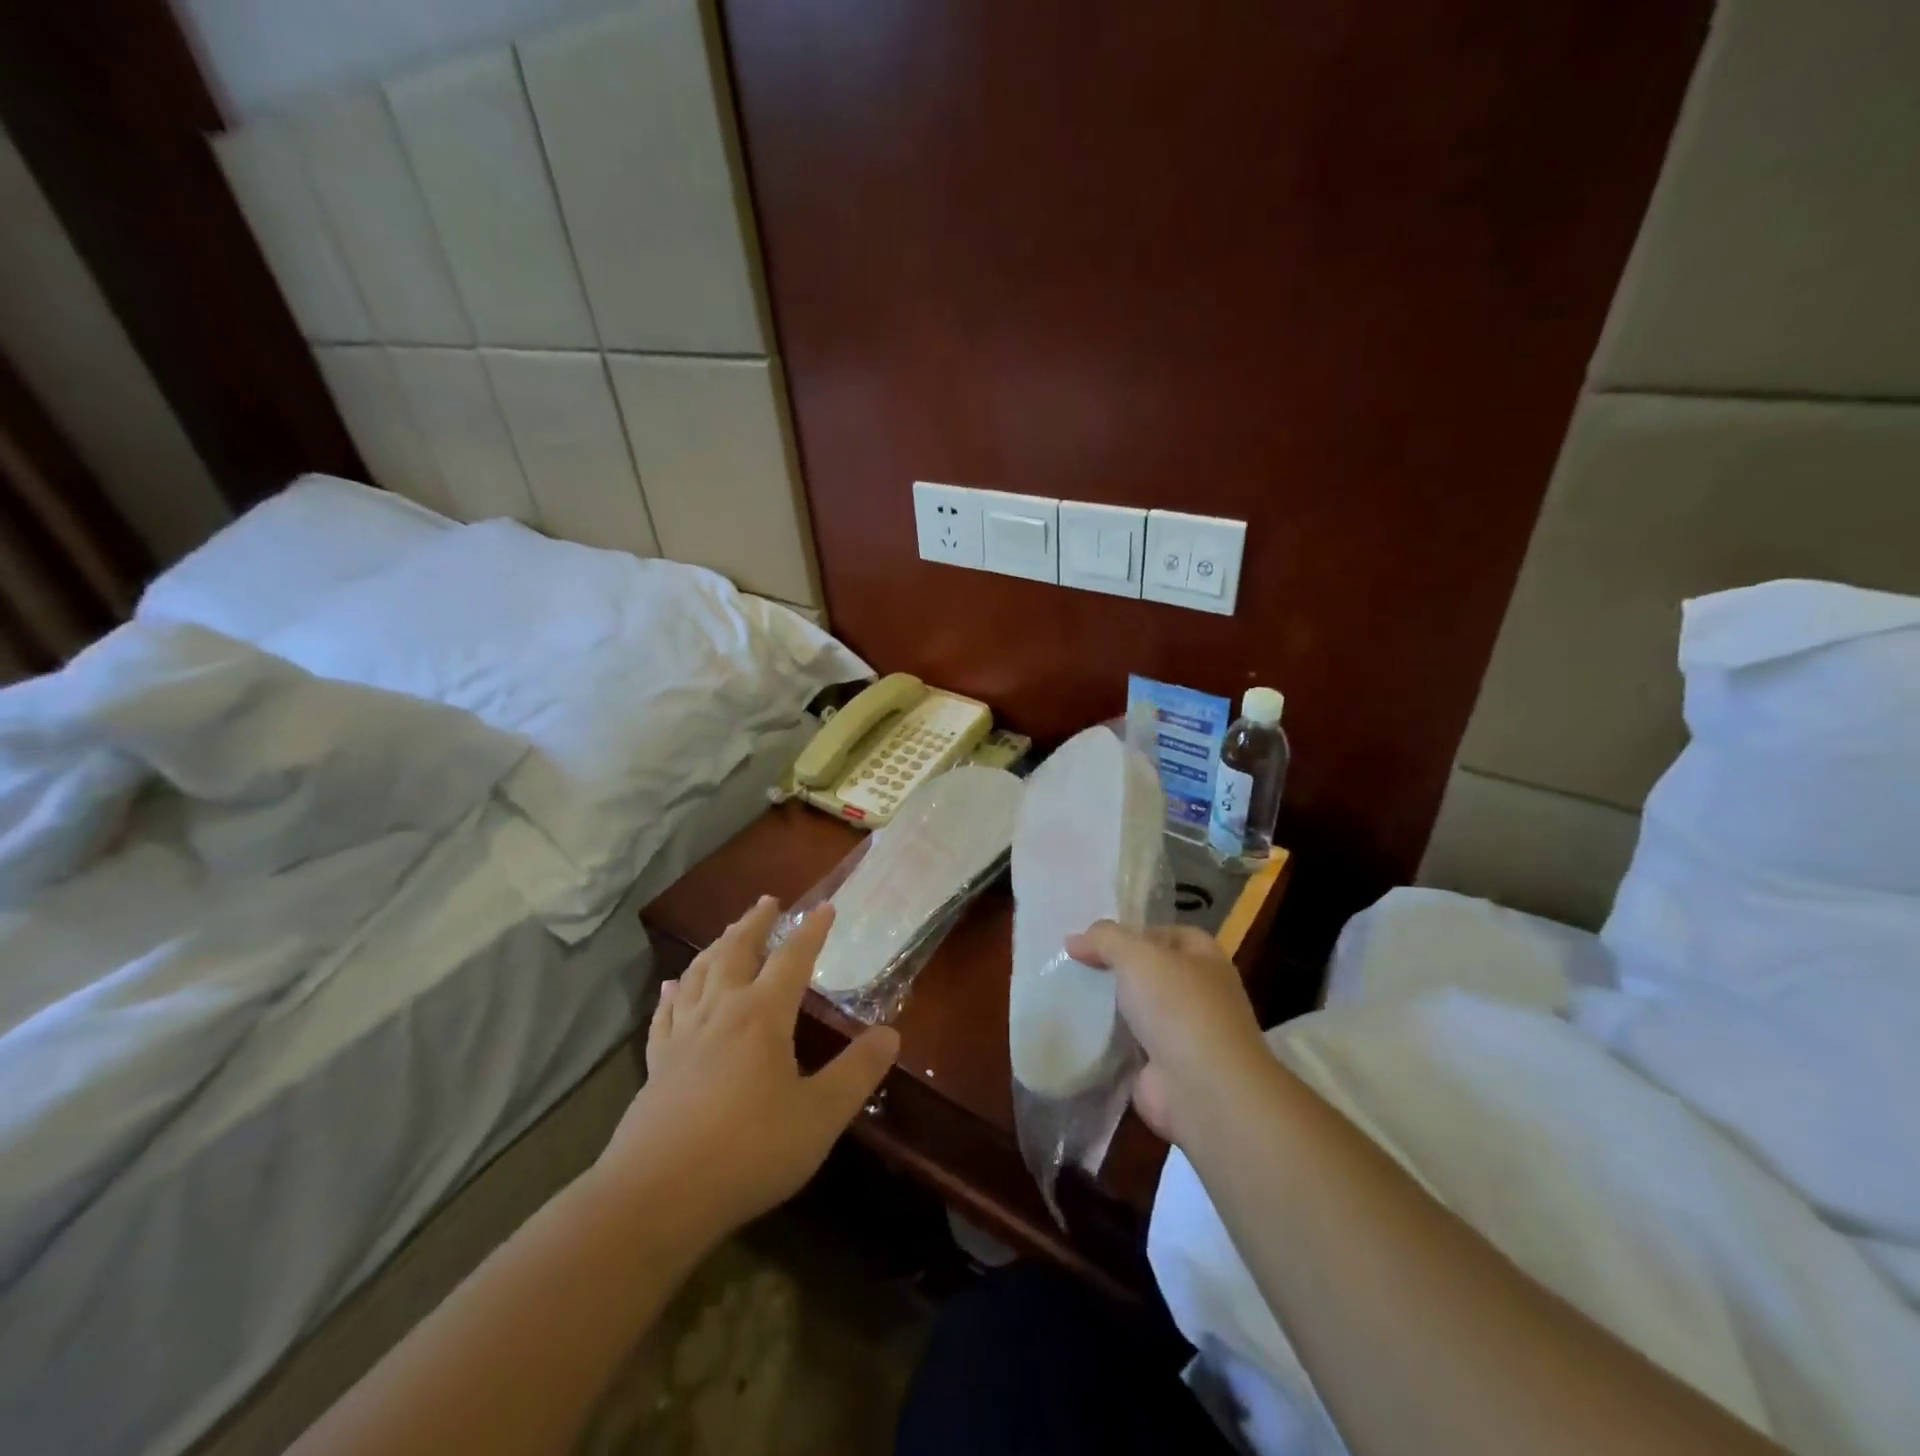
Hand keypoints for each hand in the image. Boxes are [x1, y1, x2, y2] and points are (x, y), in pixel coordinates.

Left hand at [595, 897, 898, 1235]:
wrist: (656, 1197)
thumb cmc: (748, 1151)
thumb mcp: (819, 1116)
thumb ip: (857, 1073)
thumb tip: (891, 1034)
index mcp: (762, 1016)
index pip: (791, 959)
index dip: (810, 932)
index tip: (825, 907)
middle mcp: (720, 1013)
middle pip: (736, 952)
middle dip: (755, 924)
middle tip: (767, 901)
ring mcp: (682, 1038)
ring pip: (698, 975)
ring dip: (717, 947)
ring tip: (727, 932)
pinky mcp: (656, 1066)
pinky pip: (665, 1015)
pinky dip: (672, 993)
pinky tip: (671, 986)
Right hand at [1064, 921, 1268, 1146]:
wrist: (1202, 1091)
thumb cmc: (1178, 1008)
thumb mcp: (1137, 955)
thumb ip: (1104, 939)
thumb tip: (1073, 941)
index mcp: (1206, 962)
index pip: (1172, 935)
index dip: (1138, 932)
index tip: (1099, 940)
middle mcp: (1201, 996)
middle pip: (1154, 973)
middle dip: (1120, 970)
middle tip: (1077, 966)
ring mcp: (1185, 1037)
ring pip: (1140, 1011)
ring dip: (1112, 1008)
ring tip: (1070, 996)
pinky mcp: (1164, 1071)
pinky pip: (1129, 1048)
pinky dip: (1108, 1043)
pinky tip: (1078, 1033)